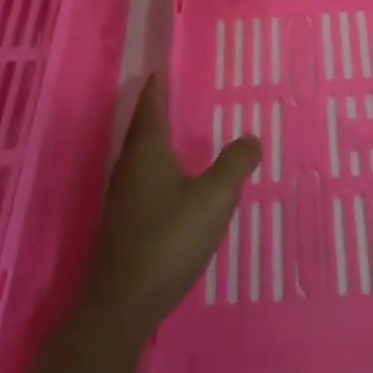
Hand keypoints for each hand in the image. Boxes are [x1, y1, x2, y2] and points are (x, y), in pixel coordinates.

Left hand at [75, 75, 260, 343]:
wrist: (123, 302)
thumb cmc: (169, 239)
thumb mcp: (215, 198)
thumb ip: (235, 164)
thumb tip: (250, 137)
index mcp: (147, 152)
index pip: (151, 109)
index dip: (157, 89)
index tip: (159, 70)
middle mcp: (129, 168)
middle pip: (140, 130)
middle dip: (153, 111)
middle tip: (168, 95)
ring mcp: (122, 198)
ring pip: (138, 157)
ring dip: (153, 140)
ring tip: (172, 133)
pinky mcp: (123, 223)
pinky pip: (140, 180)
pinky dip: (155, 167)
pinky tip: (169, 183)